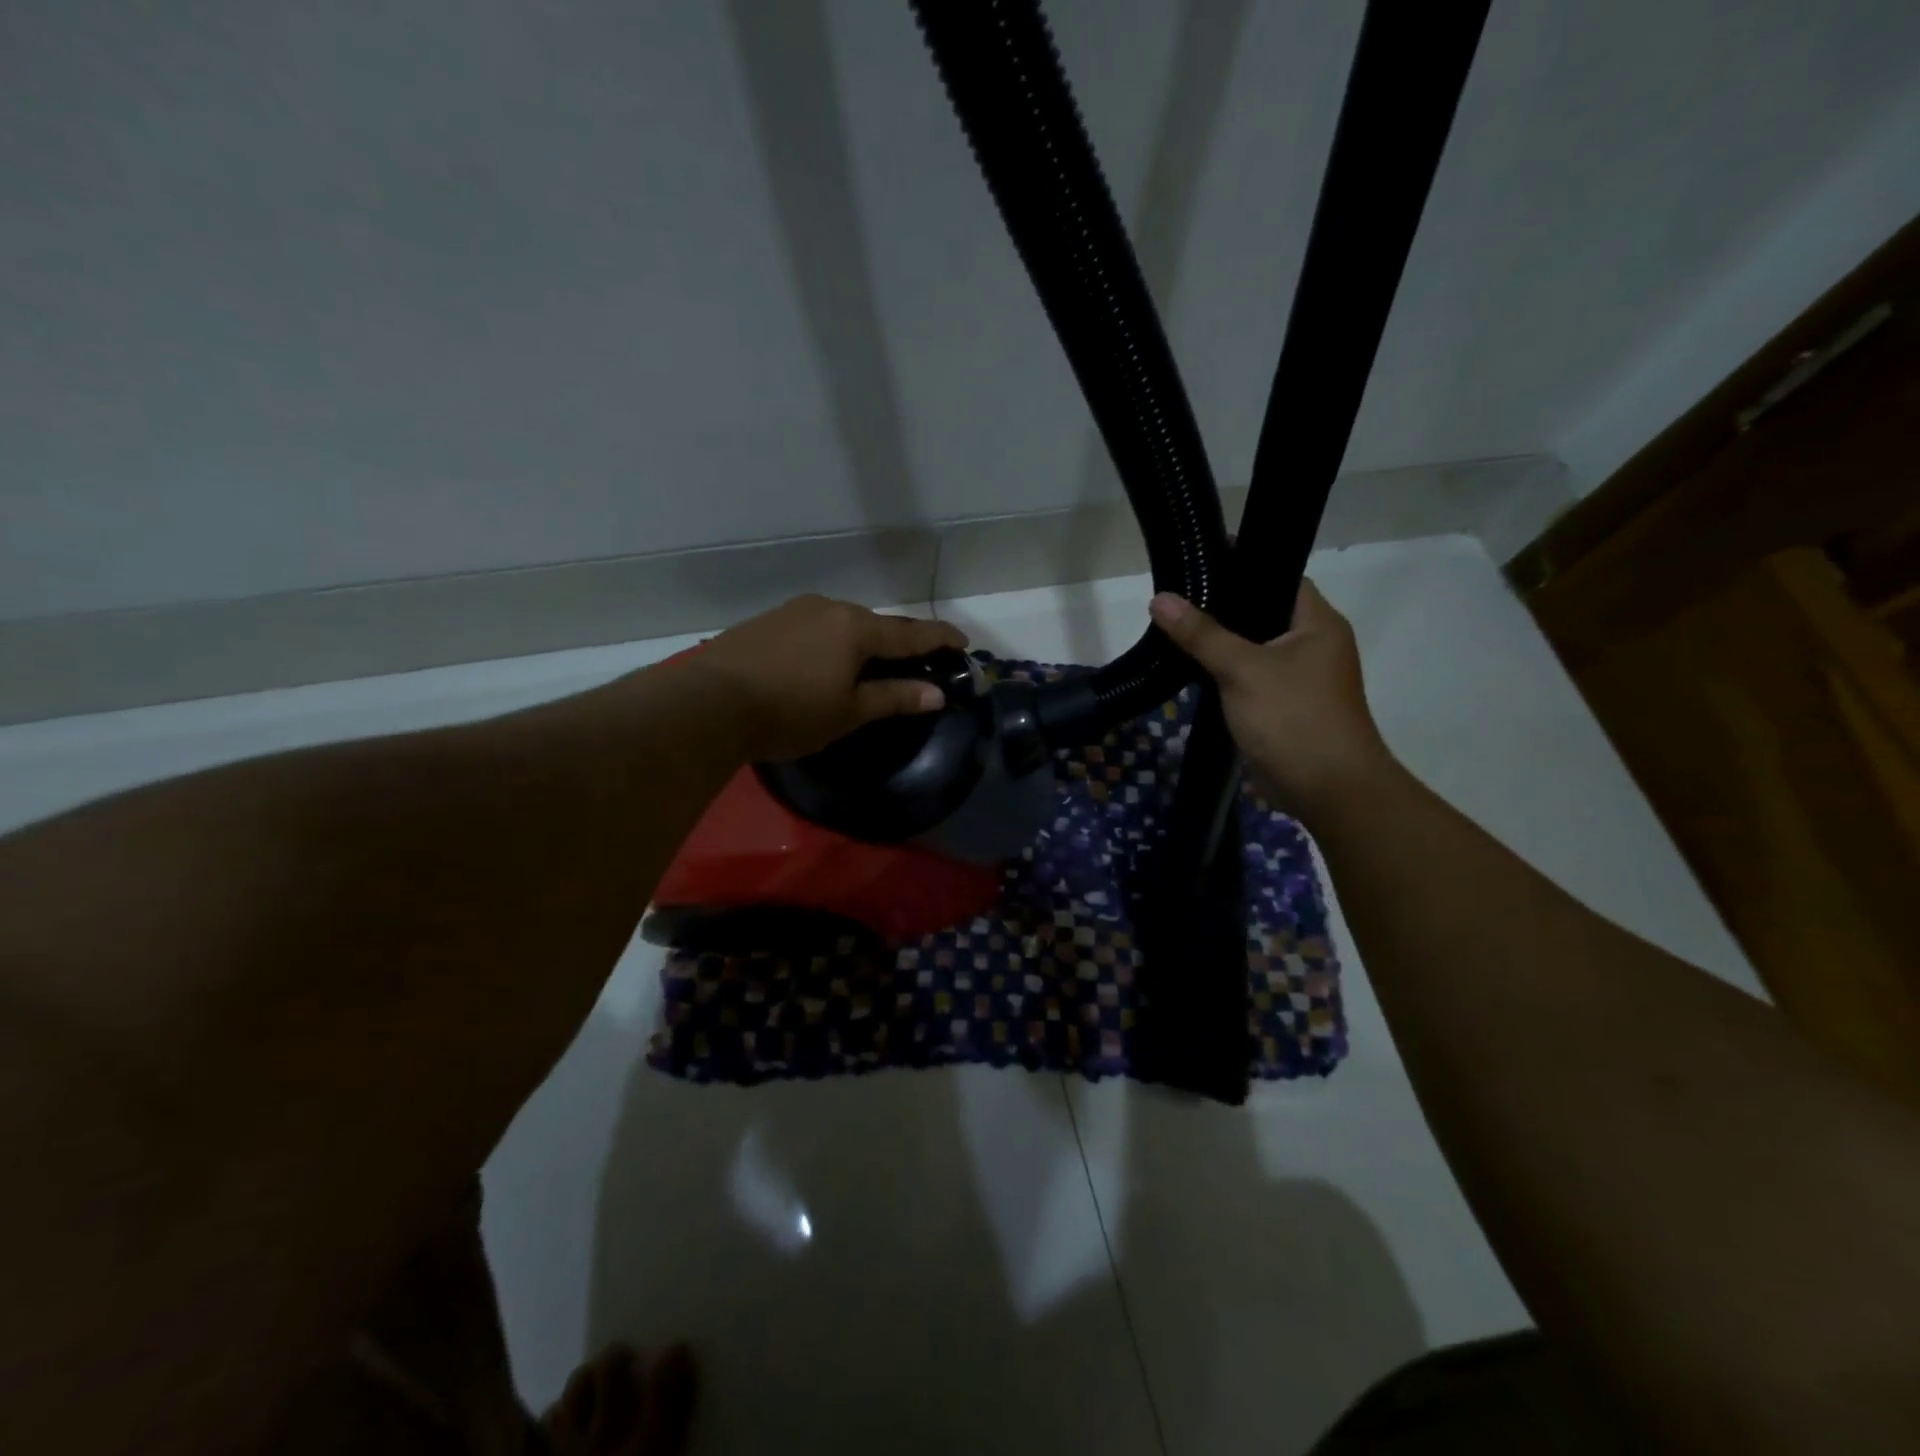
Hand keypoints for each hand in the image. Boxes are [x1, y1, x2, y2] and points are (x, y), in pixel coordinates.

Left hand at [687, 595, 969, 761]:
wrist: (709, 702)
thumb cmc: (790, 711)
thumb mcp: (849, 711)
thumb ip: (894, 698)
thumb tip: (936, 693)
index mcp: (856, 628)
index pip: (910, 634)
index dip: (939, 639)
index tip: (962, 641)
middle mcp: (829, 608)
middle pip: (875, 625)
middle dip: (897, 642)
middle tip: (912, 662)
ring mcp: (794, 611)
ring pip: (841, 624)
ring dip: (859, 642)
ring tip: (863, 667)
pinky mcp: (766, 622)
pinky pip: (813, 628)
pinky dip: (828, 644)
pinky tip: (818, 664)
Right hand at [1149, 580, 1393, 818]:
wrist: (1326, 789)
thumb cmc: (1294, 718)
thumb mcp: (1243, 669)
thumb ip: (1202, 634)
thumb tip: (1161, 599)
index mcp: (1317, 623)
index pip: (1279, 577)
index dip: (1243, 564)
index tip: (1201, 559)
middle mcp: (1311, 644)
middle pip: (1261, 612)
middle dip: (1222, 606)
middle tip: (1177, 595)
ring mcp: (1297, 678)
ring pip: (1251, 648)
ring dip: (1219, 643)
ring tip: (1174, 626)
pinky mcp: (1280, 706)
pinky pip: (1247, 678)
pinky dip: (1223, 673)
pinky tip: (1190, 668)